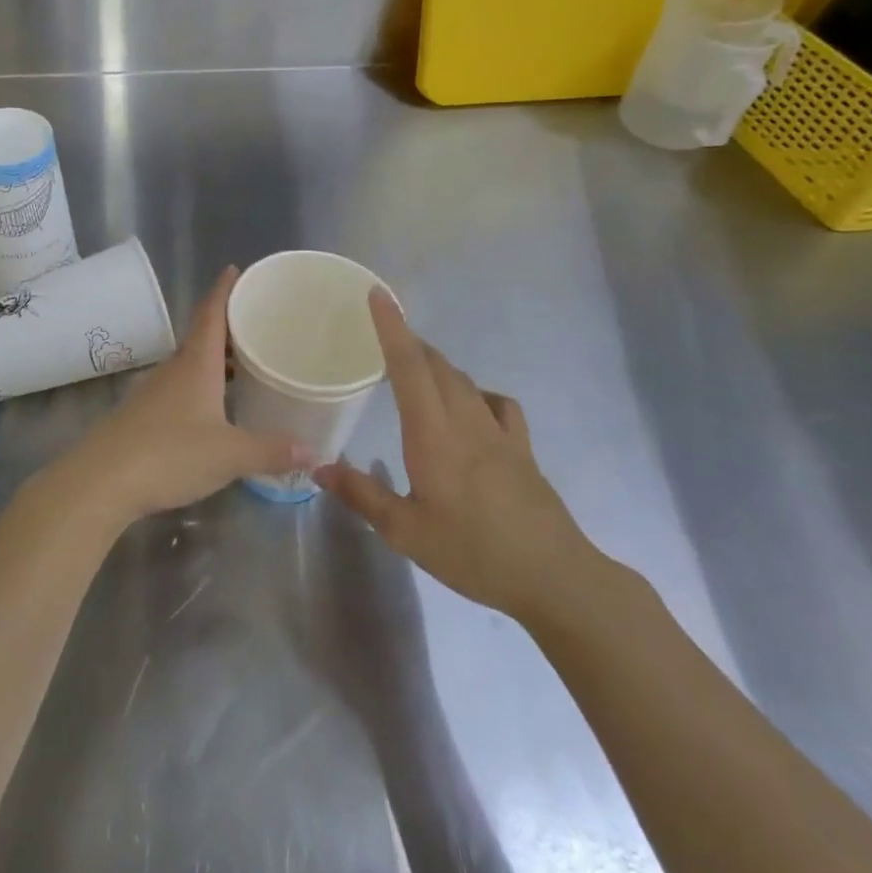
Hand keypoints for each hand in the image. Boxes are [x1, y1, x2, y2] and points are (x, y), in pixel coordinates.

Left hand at [53, 266, 304, 526]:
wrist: (102, 480)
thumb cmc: (170, 454)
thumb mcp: (230, 455)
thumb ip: (271, 450)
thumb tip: (312, 449)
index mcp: (195, 364)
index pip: (210, 313)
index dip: (223, 290)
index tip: (234, 270)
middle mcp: (173, 369)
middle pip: (201, 338)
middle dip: (227, 328)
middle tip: (256, 325)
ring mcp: (153, 392)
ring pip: (189, 365)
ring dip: (214, 361)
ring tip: (243, 367)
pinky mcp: (141, 415)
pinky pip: (178, 389)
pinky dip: (200, 387)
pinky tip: (213, 409)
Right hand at [314, 291, 603, 624]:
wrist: (553, 577)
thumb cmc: (472, 553)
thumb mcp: (405, 532)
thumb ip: (361, 494)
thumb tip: (317, 466)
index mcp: (433, 435)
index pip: (408, 367)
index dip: (392, 328)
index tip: (378, 295)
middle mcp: (465, 421)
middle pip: (436, 365)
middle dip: (410, 343)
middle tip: (384, 336)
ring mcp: (499, 432)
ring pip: (464, 381)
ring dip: (437, 365)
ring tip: (416, 368)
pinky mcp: (521, 448)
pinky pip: (497, 404)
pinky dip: (477, 393)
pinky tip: (472, 407)